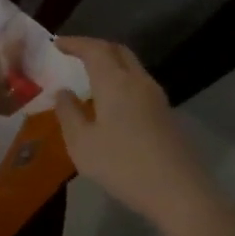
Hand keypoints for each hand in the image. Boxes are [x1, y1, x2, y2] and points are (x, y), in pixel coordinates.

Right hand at [53, 37, 234, 235]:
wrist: (178, 191)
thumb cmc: (122, 165)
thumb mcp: (82, 143)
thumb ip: (68, 113)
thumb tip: (63, 92)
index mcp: (114, 82)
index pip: (94, 49)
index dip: (74, 43)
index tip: (56, 44)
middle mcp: (138, 81)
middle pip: (117, 51)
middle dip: (94, 47)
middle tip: (74, 54)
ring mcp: (156, 96)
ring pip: (131, 66)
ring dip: (109, 63)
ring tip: (89, 75)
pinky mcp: (165, 113)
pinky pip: (138, 83)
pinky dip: (120, 79)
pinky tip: (110, 99)